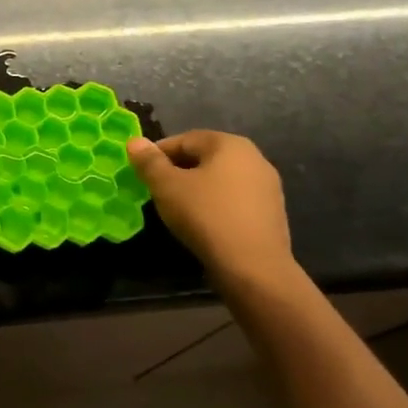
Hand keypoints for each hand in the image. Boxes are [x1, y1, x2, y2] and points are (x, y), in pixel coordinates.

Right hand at [126, 131, 300, 298]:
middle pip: (205, 158)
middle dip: (178, 171)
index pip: (185, 139)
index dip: (158, 154)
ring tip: (176, 209)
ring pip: (220, 180)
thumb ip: (149, 162)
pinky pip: (235, 201)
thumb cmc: (206, 216)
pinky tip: (203, 224)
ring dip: (197, 189)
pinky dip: (216, 206)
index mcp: (230, 144)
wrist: (254, 268)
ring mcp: (267, 187)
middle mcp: (254, 158)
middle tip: (155, 190)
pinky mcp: (272, 214)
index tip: (141, 173)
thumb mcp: (167, 187)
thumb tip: (134, 141)